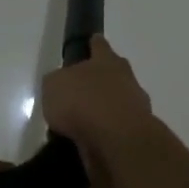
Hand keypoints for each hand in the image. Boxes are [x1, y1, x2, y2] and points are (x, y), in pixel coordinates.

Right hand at [42, 36, 155, 179]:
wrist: (118, 141)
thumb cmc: (83, 102)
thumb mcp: (53, 85)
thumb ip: (57, 82)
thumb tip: (62, 87)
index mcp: (107, 60)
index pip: (99, 45)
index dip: (93, 44)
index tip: (90, 42)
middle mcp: (125, 79)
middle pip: (112, 75)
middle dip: (98, 81)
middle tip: (78, 92)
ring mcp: (135, 108)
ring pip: (115, 105)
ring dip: (101, 112)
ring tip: (76, 126)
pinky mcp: (135, 136)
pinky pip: (114, 132)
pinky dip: (103, 136)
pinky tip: (86, 144)